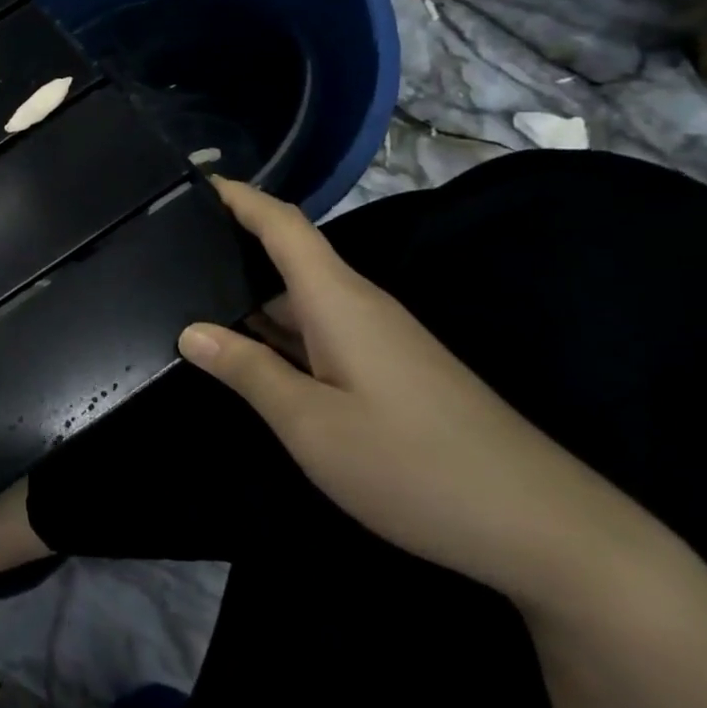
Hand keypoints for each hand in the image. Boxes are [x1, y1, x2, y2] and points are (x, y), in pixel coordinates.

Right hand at [178, 177, 647, 605]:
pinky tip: (244, 351)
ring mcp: (377, 341)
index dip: (239, 197)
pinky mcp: (387, 372)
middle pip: (287, 258)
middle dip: (230, 246)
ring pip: (300, 301)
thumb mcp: (311, 423)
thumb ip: (247, 371)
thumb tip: (191, 331)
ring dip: (249, 294)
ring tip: (187, 293)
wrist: (541, 527)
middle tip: (165, 249)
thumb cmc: (413, 465)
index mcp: (339, 301)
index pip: (282, 225)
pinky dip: (274, 332)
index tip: (194, 180)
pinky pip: (317, 334)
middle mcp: (358, 308)